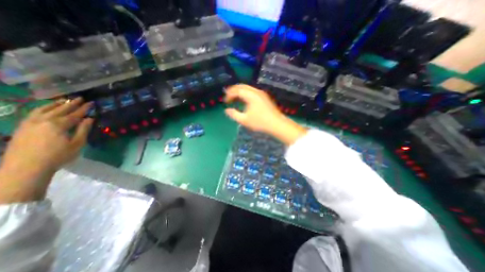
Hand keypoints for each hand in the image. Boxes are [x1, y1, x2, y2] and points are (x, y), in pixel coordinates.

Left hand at [0, 98, 93, 202]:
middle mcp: (44, 120)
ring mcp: (30, 123)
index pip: (75, 114)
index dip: (84, 108)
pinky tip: (46, 108)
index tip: (91, 103)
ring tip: (64, 100)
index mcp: (59, 125)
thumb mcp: (77, 144)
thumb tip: (90, 119)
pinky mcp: (22, 127)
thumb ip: (83, 130)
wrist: (25, 168)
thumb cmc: (58, 156)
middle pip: (61, 110)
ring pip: (44, 109)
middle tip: (80, 98)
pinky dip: (42, 108)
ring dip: (56, 104)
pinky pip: (33, 113)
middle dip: (72, 104)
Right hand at [224, 85, 305, 145]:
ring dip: (239, 92)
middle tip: (228, 97)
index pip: (236, 90)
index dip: (229, 94)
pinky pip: (252, 91)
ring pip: (247, 88)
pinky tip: (244, 101)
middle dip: (233, 90)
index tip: (225, 101)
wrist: (276, 124)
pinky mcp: (264, 97)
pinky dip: (245, 94)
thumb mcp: (244, 120)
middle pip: (242, 86)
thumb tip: (226, 110)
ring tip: (234, 99)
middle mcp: (256, 91)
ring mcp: (261, 93)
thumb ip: (234, 114)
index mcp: (250, 95)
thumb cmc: (260, 122)